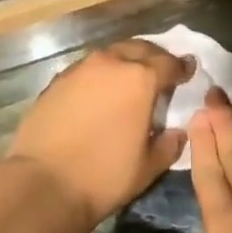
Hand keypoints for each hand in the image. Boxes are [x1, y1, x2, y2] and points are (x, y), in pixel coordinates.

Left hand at [6, 41, 194, 223]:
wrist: (43, 183)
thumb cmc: (104, 176)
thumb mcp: (148, 167)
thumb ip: (169, 144)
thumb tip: (177, 132)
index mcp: (140, 79)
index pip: (168, 63)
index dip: (182, 68)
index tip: (188, 71)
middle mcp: (110, 64)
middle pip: (139, 49)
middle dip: (154, 57)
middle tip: (161, 71)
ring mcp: (79, 69)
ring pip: (111, 54)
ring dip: (125, 62)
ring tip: (130, 79)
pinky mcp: (56, 81)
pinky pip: (87, 69)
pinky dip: (100, 74)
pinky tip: (99, 92)